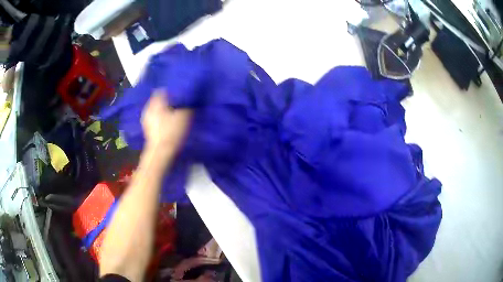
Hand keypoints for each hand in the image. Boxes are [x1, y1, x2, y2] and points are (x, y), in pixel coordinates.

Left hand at [141, 89, 191, 154]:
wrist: (161, 152)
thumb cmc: (172, 131)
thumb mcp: (185, 116)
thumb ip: (187, 104)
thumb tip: (189, 98)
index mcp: (156, 102)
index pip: (162, 90)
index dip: (171, 91)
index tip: (179, 94)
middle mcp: (148, 108)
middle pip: (158, 100)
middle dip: (167, 101)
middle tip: (178, 104)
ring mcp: (146, 119)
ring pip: (155, 110)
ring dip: (163, 111)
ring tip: (173, 114)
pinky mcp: (147, 129)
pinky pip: (154, 119)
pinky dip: (160, 119)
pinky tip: (167, 124)